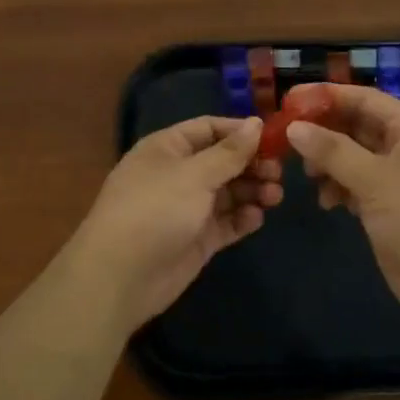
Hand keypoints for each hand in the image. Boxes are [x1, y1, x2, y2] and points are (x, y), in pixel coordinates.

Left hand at [56, 116, 283, 332]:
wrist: (121, 276)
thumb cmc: (155, 210)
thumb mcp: (194, 174)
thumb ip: (229, 152)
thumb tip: (256, 123)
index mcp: (168, 148)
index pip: (209, 128)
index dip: (240, 131)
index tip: (274, 138)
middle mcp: (177, 174)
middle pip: (222, 161)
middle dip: (252, 164)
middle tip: (279, 173)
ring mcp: (187, 208)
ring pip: (228, 192)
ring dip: (252, 191)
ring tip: (275, 196)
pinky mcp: (196, 239)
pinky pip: (226, 222)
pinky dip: (243, 218)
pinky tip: (257, 218)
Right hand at [284, 84, 399, 334]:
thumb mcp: (375, 180)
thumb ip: (332, 151)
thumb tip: (293, 127)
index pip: (364, 99)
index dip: (326, 96)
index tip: (287, 100)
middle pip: (358, 126)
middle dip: (324, 132)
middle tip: (286, 141)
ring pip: (355, 157)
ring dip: (329, 163)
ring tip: (309, 178)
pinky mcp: (393, 207)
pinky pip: (359, 185)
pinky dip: (341, 188)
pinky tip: (327, 203)